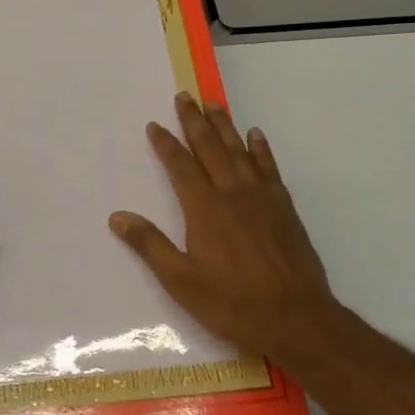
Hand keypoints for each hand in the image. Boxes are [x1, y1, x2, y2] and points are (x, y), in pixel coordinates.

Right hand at [110, 94, 338, 368]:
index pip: (180, 166)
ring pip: (239, 150)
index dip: (166, 143)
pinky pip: (269, 167)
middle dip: (194, 121)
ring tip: (213, 103)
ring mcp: (261, 196)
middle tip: (184, 96)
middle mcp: (232, 192)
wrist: (297, 318)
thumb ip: (150, 245)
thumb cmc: (233, 303)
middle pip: (210, 147)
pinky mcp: (284, 206)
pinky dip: (260, 148)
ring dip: (224, 125)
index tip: (155, 124)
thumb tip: (117, 217)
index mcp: (204, 208)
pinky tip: (255, 135)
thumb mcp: (181, 281)